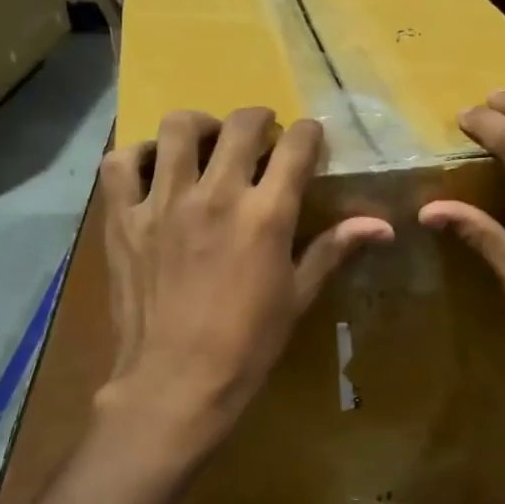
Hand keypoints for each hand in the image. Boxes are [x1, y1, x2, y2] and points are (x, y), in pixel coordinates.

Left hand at [98, 108, 393, 458]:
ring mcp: (163, 203)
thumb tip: (383, 225)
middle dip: (260, 120)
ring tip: (206, 142)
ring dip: (200, 126)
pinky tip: (153, 168)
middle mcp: (216, 195)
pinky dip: (137, 155)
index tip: (308, 139)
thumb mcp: (297, 296)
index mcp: (266, 214)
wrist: (176, 382)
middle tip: (261, 137)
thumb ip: (334, 249)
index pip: (296, 146)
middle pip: (241, 125)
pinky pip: (121, 163)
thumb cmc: (247, 344)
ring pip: (178, 129)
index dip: (308, 134)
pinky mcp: (124, 219)